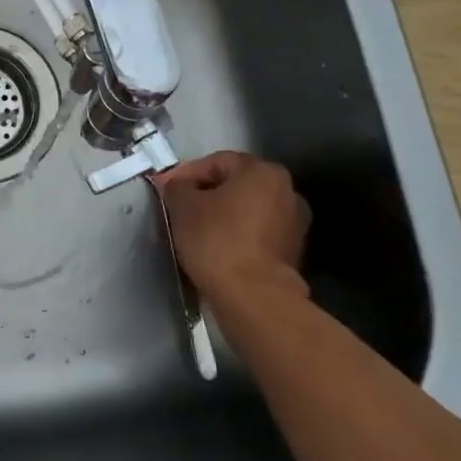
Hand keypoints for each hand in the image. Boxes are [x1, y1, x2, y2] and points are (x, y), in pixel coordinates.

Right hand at [155, 151, 310, 306]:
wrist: (253, 298)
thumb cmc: (217, 239)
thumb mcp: (183, 205)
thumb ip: (176, 187)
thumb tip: (176, 186)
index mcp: (263, 172)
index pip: (216, 162)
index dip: (186, 173)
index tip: (166, 189)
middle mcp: (287, 192)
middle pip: (235, 185)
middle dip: (206, 194)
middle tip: (179, 208)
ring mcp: (294, 224)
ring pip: (247, 210)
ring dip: (222, 216)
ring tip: (195, 230)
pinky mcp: (292, 254)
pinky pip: (256, 234)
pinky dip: (236, 236)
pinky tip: (215, 248)